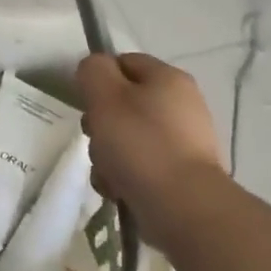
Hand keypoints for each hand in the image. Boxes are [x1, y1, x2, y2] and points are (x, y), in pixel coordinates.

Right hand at [77, 53, 226, 219]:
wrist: (183, 207)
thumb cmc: (141, 144)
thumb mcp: (105, 96)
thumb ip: (93, 71)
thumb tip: (95, 69)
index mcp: (168, 79)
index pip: (123, 63)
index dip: (98, 79)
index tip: (86, 103)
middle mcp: (181, 105)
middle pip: (122, 104)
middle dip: (101, 124)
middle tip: (97, 138)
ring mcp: (183, 142)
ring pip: (127, 138)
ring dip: (107, 155)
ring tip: (109, 173)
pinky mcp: (179, 174)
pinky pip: (139, 166)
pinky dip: (123, 177)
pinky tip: (119, 190)